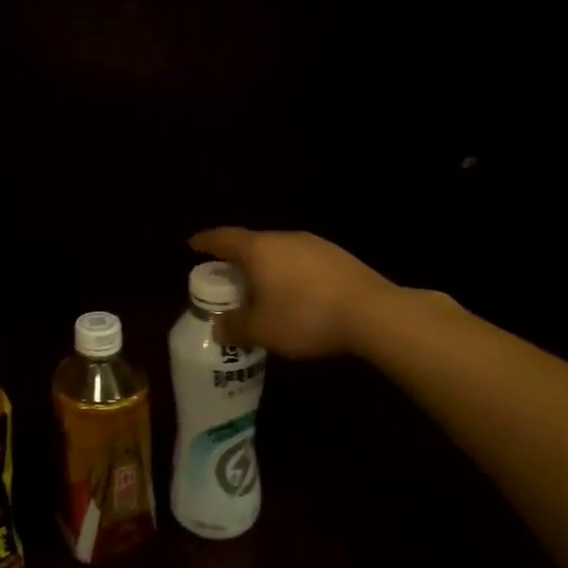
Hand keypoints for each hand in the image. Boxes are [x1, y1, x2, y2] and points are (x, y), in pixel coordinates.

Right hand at [189, 227, 397, 358]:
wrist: (374, 314)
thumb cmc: (306, 317)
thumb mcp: (262, 330)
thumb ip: (235, 326)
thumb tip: (218, 325)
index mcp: (258, 249)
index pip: (223, 238)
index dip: (205, 242)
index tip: (193, 245)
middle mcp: (284, 238)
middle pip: (251, 242)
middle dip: (236, 258)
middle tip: (227, 277)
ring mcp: (314, 244)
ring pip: (279, 251)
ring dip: (265, 266)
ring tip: (260, 288)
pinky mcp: (338, 256)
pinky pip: (301, 260)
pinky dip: (289, 273)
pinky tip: (295, 294)